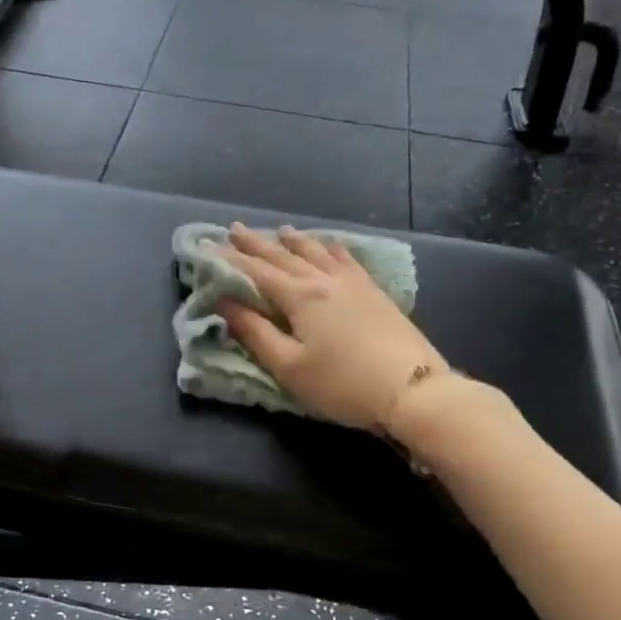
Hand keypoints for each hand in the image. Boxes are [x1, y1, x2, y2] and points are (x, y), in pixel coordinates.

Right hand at [218, 224, 453, 431]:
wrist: (412, 389)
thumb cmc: (342, 384)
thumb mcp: (289, 366)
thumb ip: (255, 333)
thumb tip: (224, 302)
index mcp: (300, 296)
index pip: (256, 272)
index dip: (229, 259)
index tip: (207, 245)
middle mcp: (324, 280)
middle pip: (284, 256)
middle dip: (257, 244)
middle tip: (235, 229)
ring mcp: (354, 283)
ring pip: (317, 251)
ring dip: (294, 240)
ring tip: (280, 231)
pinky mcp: (375, 293)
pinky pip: (347, 259)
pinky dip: (331, 248)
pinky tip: (331, 246)